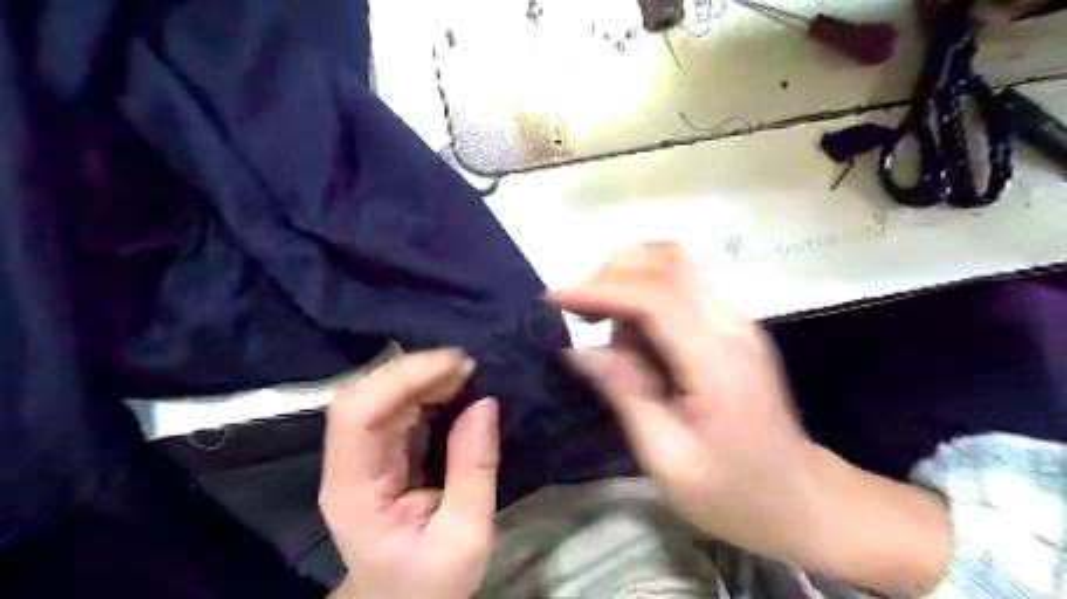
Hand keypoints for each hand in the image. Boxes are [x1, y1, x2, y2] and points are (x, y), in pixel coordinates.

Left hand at [320, 349, 501, 597]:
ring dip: (423, 376)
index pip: (357, 414)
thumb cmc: (430, 583)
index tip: (456, 367)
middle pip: (365, 395)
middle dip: (417, 371)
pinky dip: (427, 390)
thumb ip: (474, 469)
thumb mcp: (466, 536)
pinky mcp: (380, 453)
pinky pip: (398, 407)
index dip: (402, 379)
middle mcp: (348, 464)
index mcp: (353, 490)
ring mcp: (361, 456)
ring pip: (380, 394)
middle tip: (469, 367)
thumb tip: (485, 402)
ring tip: (467, 373)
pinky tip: (454, 388)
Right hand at [556, 243, 814, 560]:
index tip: (554, 299)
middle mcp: (731, 326)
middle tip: (576, 310)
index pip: (655, 297)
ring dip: (627, 283)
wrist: (802, 500)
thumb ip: (625, 395)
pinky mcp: (731, 329)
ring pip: (674, 269)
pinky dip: (643, 299)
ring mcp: (736, 323)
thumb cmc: (734, 493)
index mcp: (717, 361)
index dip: (600, 289)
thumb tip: (580, 350)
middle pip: (669, 262)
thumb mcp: (667, 459)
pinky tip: (630, 339)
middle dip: (612, 274)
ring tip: (599, 326)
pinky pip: (680, 292)